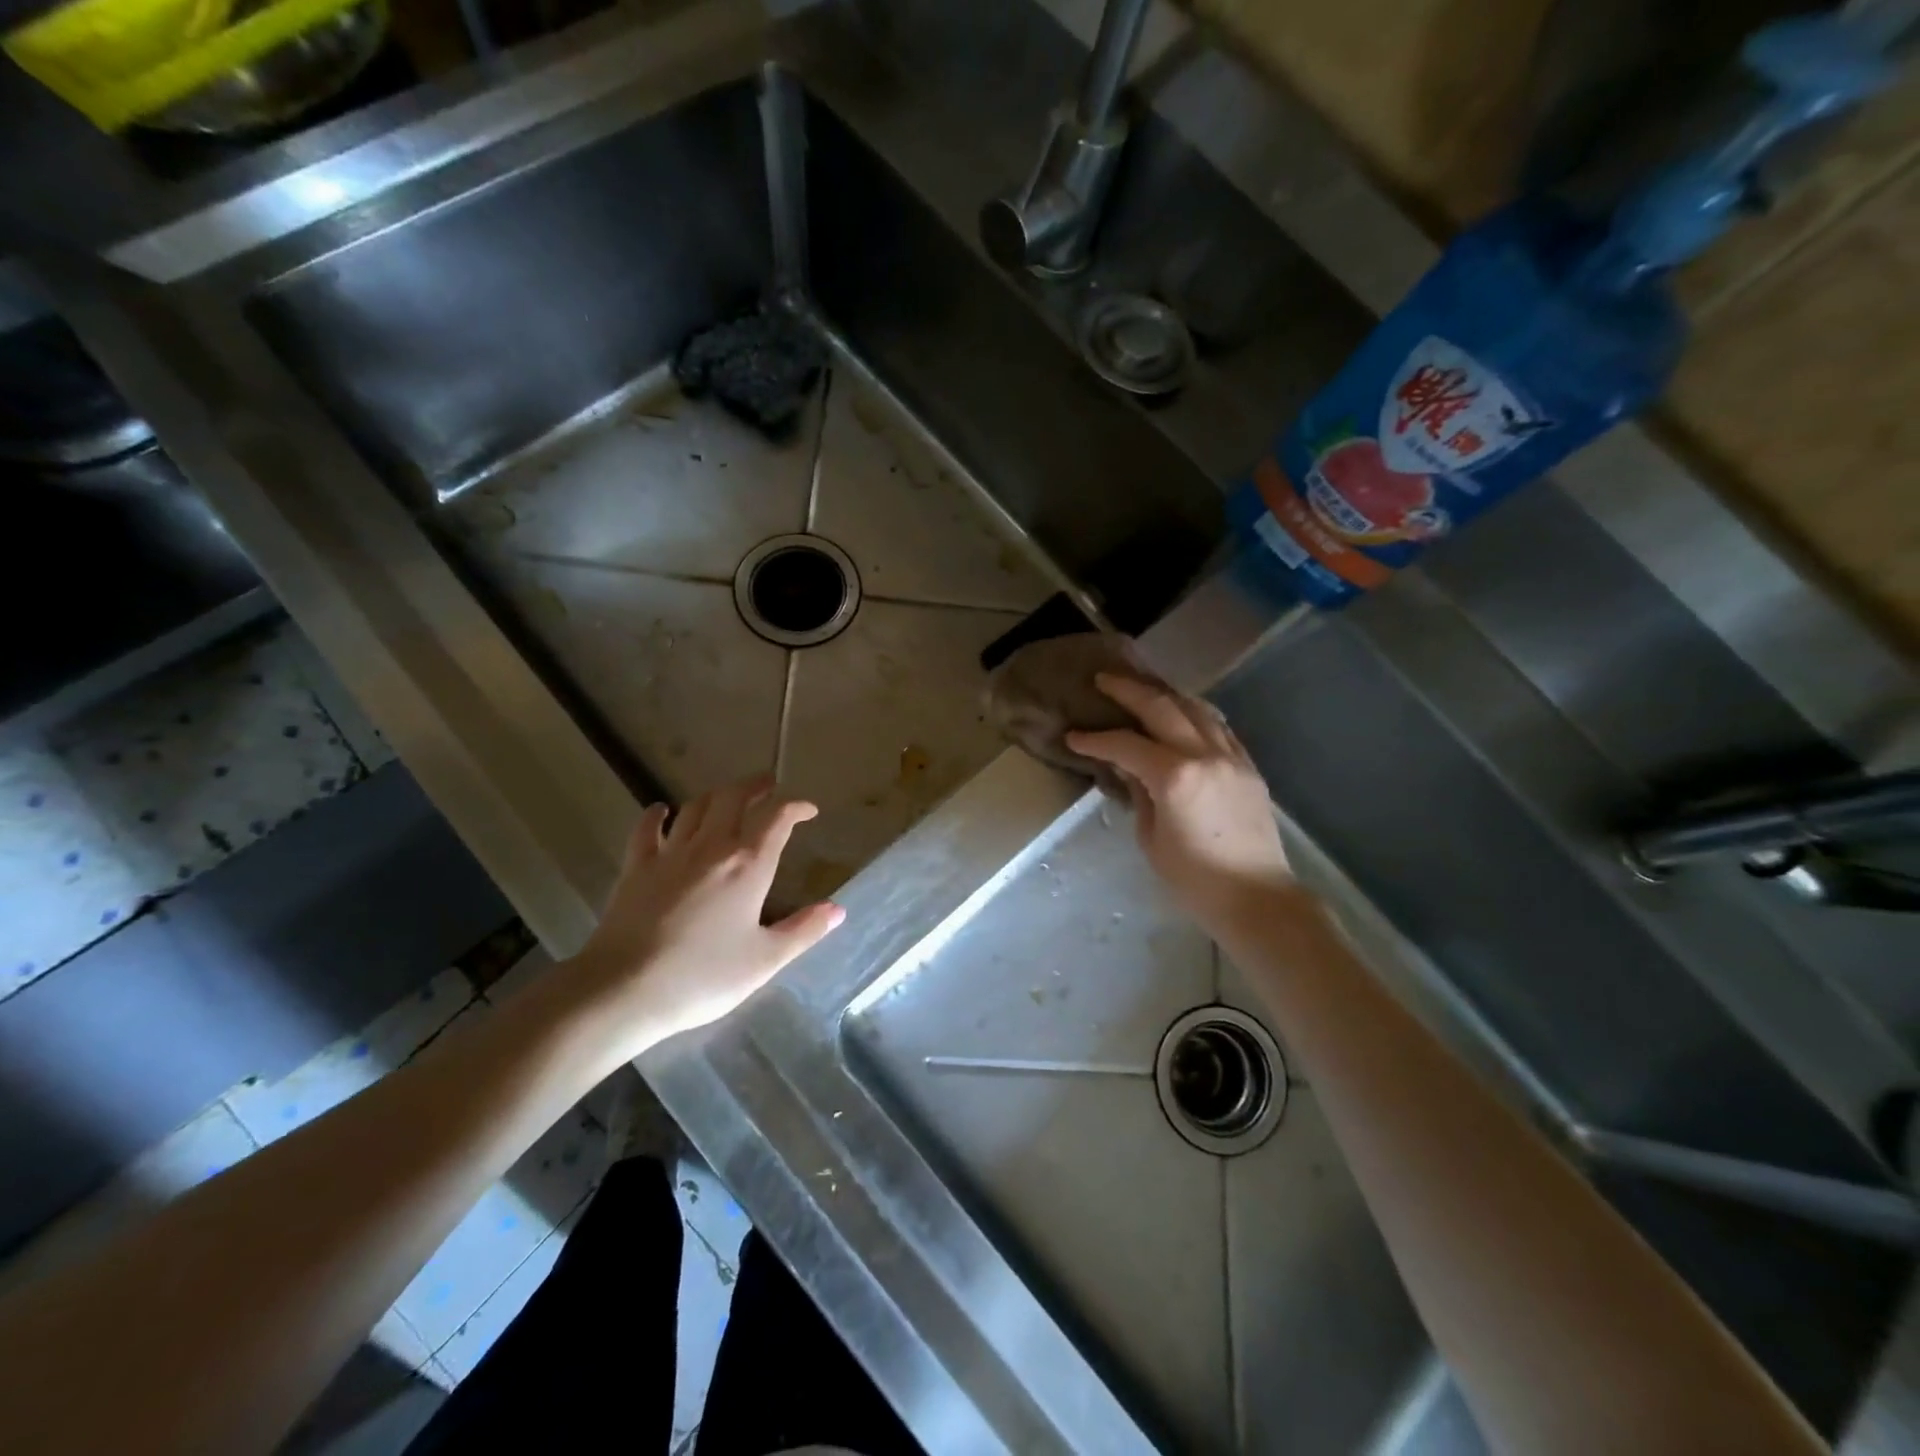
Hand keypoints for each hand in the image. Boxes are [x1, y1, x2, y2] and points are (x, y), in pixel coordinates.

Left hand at [569, 775, 844, 1054]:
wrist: (624, 989)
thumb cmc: (702, 977)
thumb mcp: (764, 961)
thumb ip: (803, 931)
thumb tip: (837, 909)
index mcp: (749, 866)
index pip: (777, 817)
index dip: (796, 806)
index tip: (809, 811)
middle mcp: (712, 847)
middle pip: (734, 797)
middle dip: (756, 786)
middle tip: (769, 787)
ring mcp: (670, 853)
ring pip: (696, 806)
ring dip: (717, 795)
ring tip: (728, 798)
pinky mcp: (637, 867)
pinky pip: (648, 828)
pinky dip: (659, 814)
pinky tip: (663, 811)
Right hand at [1067, 675, 1291, 930]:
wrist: (1256, 896)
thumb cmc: (1194, 879)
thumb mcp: (1151, 839)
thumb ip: (1138, 794)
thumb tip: (1127, 768)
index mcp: (1174, 777)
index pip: (1125, 745)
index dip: (1095, 739)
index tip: (1073, 736)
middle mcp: (1204, 755)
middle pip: (1162, 707)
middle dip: (1129, 690)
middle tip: (1104, 680)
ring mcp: (1231, 757)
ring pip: (1196, 708)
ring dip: (1165, 694)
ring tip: (1143, 688)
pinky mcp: (1248, 766)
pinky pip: (1219, 727)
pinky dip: (1196, 713)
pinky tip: (1183, 713)